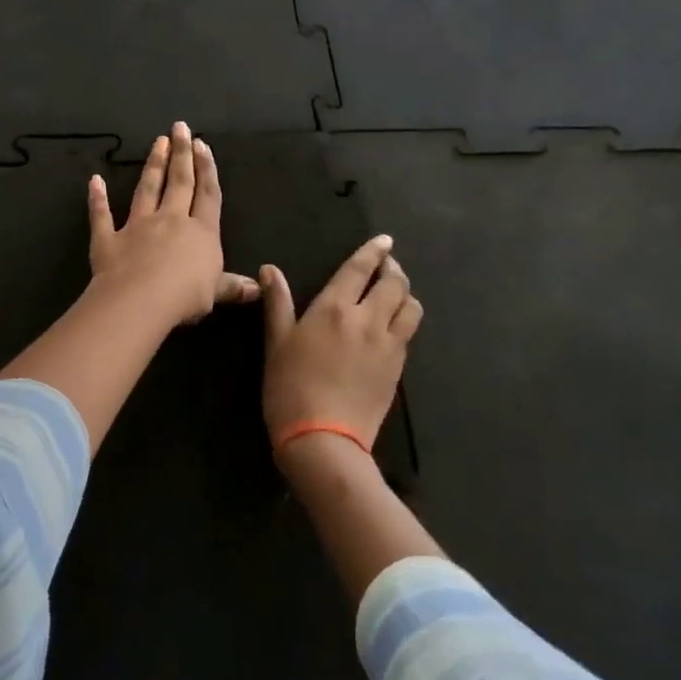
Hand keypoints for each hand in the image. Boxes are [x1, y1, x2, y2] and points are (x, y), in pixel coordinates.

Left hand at [87, 122, 259, 327]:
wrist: (141, 299)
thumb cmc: (185, 295)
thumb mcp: (216, 292)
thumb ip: (233, 286)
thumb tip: (257, 288)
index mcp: (201, 232)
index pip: (207, 195)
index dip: (206, 169)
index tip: (202, 145)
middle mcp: (170, 220)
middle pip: (179, 182)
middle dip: (181, 154)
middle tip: (180, 128)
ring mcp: (137, 226)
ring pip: (147, 190)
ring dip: (153, 165)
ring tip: (157, 142)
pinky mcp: (109, 238)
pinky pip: (102, 215)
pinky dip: (97, 198)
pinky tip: (95, 181)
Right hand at [260, 235, 422, 452]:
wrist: (323, 438)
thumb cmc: (290, 387)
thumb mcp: (277, 343)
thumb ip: (278, 303)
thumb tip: (270, 269)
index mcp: (334, 308)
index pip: (359, 270)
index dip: (373, 252)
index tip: (384, 241)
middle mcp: (367, 320)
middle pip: (394, 284)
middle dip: (393, 269)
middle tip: (387, 266)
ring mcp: (387, 345)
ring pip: (410, 308)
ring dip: (405, 294)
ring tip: (395, 294)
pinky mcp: (398, 368)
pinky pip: (409, 333)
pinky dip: (405, 320)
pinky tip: (393, 326)